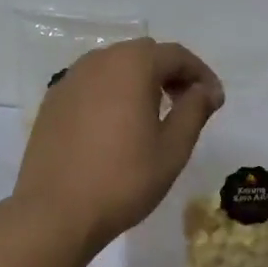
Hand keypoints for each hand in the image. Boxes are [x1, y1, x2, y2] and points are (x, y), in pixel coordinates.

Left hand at [16, 39, 224, 246]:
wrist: (54, 211)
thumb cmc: (123, 179)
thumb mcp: (172, 148)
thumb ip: (194, 110)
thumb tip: (206, 90)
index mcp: (131, 65)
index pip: (176, 55)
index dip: (200, 74)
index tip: (215, 101)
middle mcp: (98, 61)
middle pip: (144, 54)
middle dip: (170, 73)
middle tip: (187, 104)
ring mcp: (70, 78)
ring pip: (115, 67)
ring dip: (139, 81)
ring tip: (153, 114)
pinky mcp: (53, 100)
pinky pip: (91, 84)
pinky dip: (112, 93)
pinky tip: (116, 125)